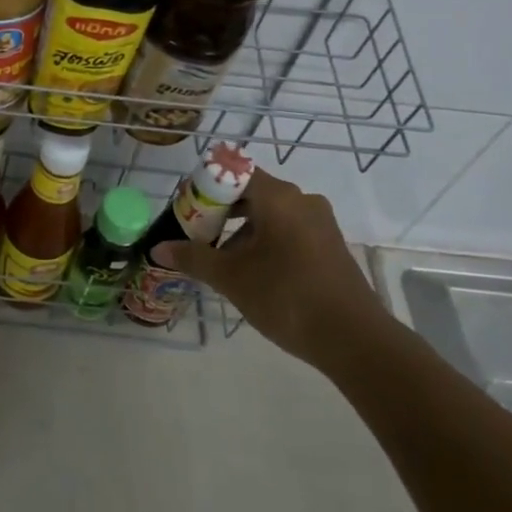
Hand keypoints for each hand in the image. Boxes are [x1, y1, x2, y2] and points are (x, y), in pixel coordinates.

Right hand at [151, 169, 387, 366]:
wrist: (353, 338)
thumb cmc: (286, 296)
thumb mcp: (231, 277)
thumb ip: (193, 257)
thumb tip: (158, 248)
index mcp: (278, 197)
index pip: (232, 172)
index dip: (205, 187)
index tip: (186, 211)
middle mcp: (301, 200)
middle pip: (251, 192)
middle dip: (219, 211)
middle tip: (196, 235)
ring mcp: (320, 222)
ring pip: (270, 213)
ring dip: (241, 229)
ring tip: (220, 259)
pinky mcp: (329, 245)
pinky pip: (289, 230)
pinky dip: (264, 240)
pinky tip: (252, 271)